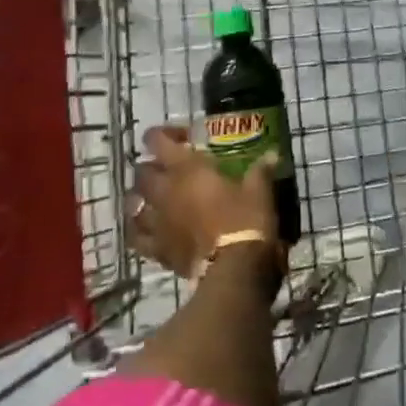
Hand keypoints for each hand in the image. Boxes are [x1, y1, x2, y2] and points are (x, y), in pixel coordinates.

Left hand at [128, 125, 279, 280]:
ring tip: (153, 199)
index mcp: (186, 169)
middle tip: (168, 170)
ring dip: (140, 198)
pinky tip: (148, 230)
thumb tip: (272, 155)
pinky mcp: (158, 250)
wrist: (234, 270)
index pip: (156, 140)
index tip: (181, 138)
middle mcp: (164, 191)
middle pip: (141, 172)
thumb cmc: (245, 221)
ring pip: (133, 204)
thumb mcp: (259, 190)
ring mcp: (157, 222)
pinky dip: (139, 231)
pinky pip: (137, 238)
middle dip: (151, 167)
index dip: (162, 134)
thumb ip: (261, 170)